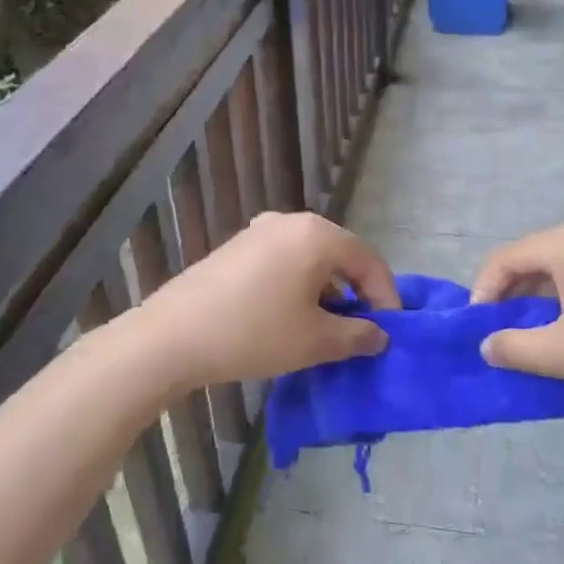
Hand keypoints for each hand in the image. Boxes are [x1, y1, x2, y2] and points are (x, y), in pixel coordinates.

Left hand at [135, 212, 400, 390]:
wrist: (172, 337)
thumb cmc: (254, 333)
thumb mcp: (316, 341)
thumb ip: (358, 335)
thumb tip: (380, 335)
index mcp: (317, 234)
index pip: (369, 261)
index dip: (386, 298)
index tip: (390, 333)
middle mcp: (290, 222)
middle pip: (340, 255)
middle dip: (356, 293)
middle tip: (363, 331)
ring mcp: (258, 231)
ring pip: (310, 259)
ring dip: (327, 292)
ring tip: (328, 330)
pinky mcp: (236, 248)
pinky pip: (283, 262)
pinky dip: (299, 286)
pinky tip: (291, 317)